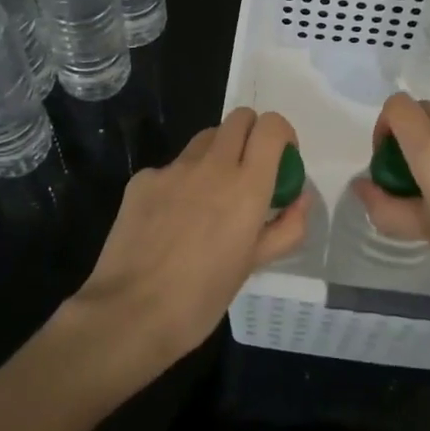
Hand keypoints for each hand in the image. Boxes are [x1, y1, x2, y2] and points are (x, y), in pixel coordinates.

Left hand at [71, 108, 308, 377]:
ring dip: (216, 154)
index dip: (281, 135)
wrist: (129, 312)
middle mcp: (212, 165)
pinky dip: (180, 182)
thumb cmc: (201, 298)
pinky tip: (170, 220)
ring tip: (209, 197)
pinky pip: (171, 167)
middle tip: (248, 172)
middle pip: (239, 118)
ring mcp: (173, 168)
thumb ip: (285, 227)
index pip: (271, 126)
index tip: (281, 159)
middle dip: (251, 135)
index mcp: (247, 186)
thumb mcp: (253, 265)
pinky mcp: (142, 178)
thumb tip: (299, 199)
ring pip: (205, 139)